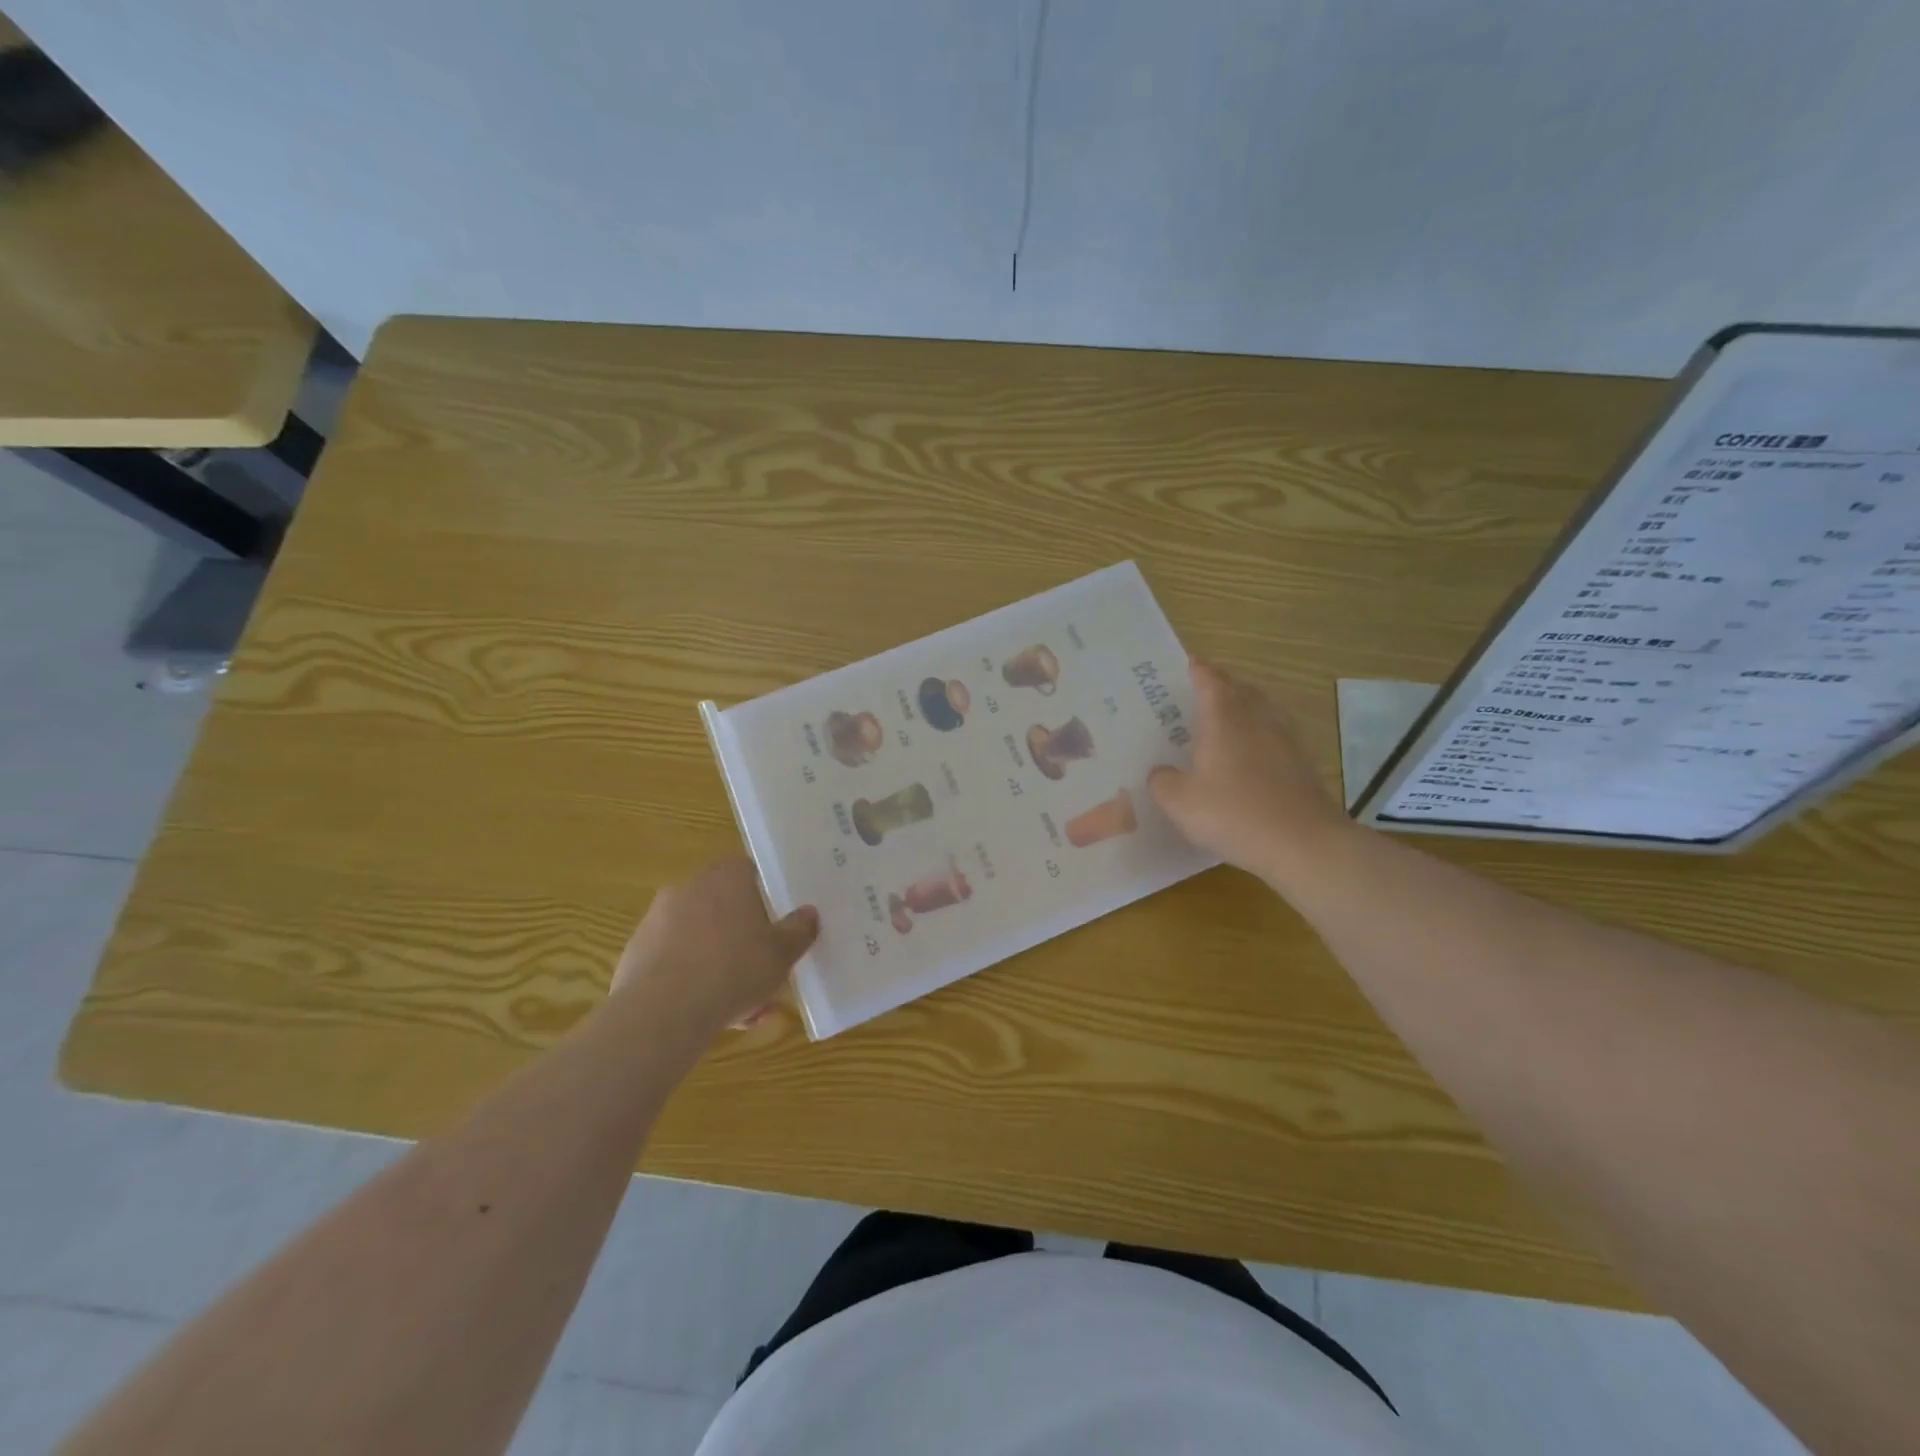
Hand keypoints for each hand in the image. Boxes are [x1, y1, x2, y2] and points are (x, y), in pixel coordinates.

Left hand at [611, 858, 817, 1038]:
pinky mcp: (636, 953)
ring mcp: (657, 920)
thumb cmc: (733, 970)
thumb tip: (809, 913)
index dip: (764, 895)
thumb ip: (799, 930)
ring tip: (740, 1005)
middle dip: (742, 936)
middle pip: (723, 906)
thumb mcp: (781, 954)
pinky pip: (674, 961)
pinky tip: (708, 1014)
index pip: (748, 871)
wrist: (661, 1013)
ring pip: (699, 938)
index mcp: (726, 878)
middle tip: (761, 967)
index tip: (775, 922)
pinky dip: (691, 980)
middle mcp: (689, 888)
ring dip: (718, 962)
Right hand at [1149, 660, 1356, 884]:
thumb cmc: (1234, 814)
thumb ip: (1163, 782)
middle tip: (1197, 692)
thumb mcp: (1180, 802)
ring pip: (1260, 708)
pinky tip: (1248, 754)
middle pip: (1238, 688)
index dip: (1196, 669)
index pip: (1209, 679)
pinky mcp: (1300, 762)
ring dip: (1242, 706)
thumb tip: (1161, 772)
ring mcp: (1284, 738)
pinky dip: (1258, 734)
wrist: (1303, 843)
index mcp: (1223, 717)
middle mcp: (1256, 718)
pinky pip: (1273, 734)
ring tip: (1222, 719)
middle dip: (1219, 684)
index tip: (1184, 665)